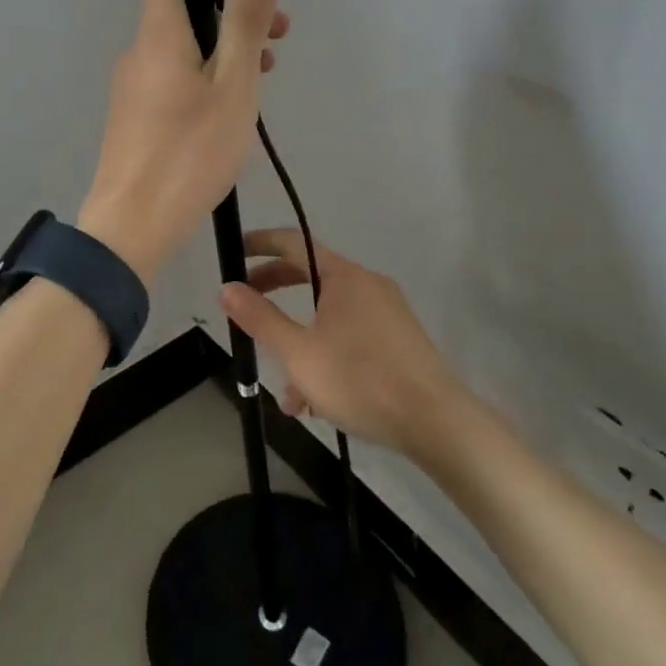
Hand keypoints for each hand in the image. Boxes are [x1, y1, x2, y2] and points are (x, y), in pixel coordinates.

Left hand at [78, 0, 286, 280]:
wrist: (131, 226)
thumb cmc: (189, 154)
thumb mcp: (232, 86)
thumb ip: (244, 20)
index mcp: (158, 32)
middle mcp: (139, 50)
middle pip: (182, 5)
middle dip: (231, 8)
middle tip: (278, 34)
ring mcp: (133, 84)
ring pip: (182, 44)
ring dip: (224, 45)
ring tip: (265, 71)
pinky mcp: (135, 113)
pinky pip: (172, 75)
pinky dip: (205, 74)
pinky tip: (232, 106)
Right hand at [220, 229, 458, 455]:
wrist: (438, 423)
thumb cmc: (361, 379)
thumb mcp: (298, 352)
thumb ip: (260, 318)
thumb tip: (227, 288)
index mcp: (343, 276)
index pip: (292, 241)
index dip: (259, 243)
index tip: (233, 253)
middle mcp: (367, 284)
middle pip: (309, 277)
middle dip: (274, 294)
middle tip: (245, 310)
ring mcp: (387, 313)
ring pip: (328, 317)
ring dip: (300, 344)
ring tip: (286, 392)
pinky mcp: (399, 342)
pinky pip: (350, 337)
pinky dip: (326, 357)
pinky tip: (317, 403)